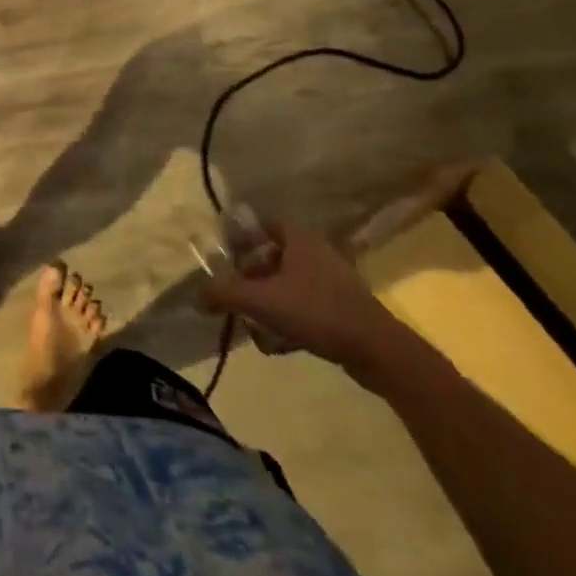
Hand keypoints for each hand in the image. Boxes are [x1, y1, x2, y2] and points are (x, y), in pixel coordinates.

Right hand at [197, 218, 418, 391]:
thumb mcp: (261, 301)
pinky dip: (289, 318)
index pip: (260, 224)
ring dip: (268, 303)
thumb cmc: (316, 312)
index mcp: (298, 237)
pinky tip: (279, 343)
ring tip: (256, 326)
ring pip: (287, 284)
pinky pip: (305, 305)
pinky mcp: (344, 306)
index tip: (224, 260)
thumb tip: (197, 297)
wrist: (378, 351)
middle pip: (271, 256)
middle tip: (236, 297)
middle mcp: (316, 250)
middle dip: (251, 278)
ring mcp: (333, 279)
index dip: (239, 239)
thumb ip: (224, 295)